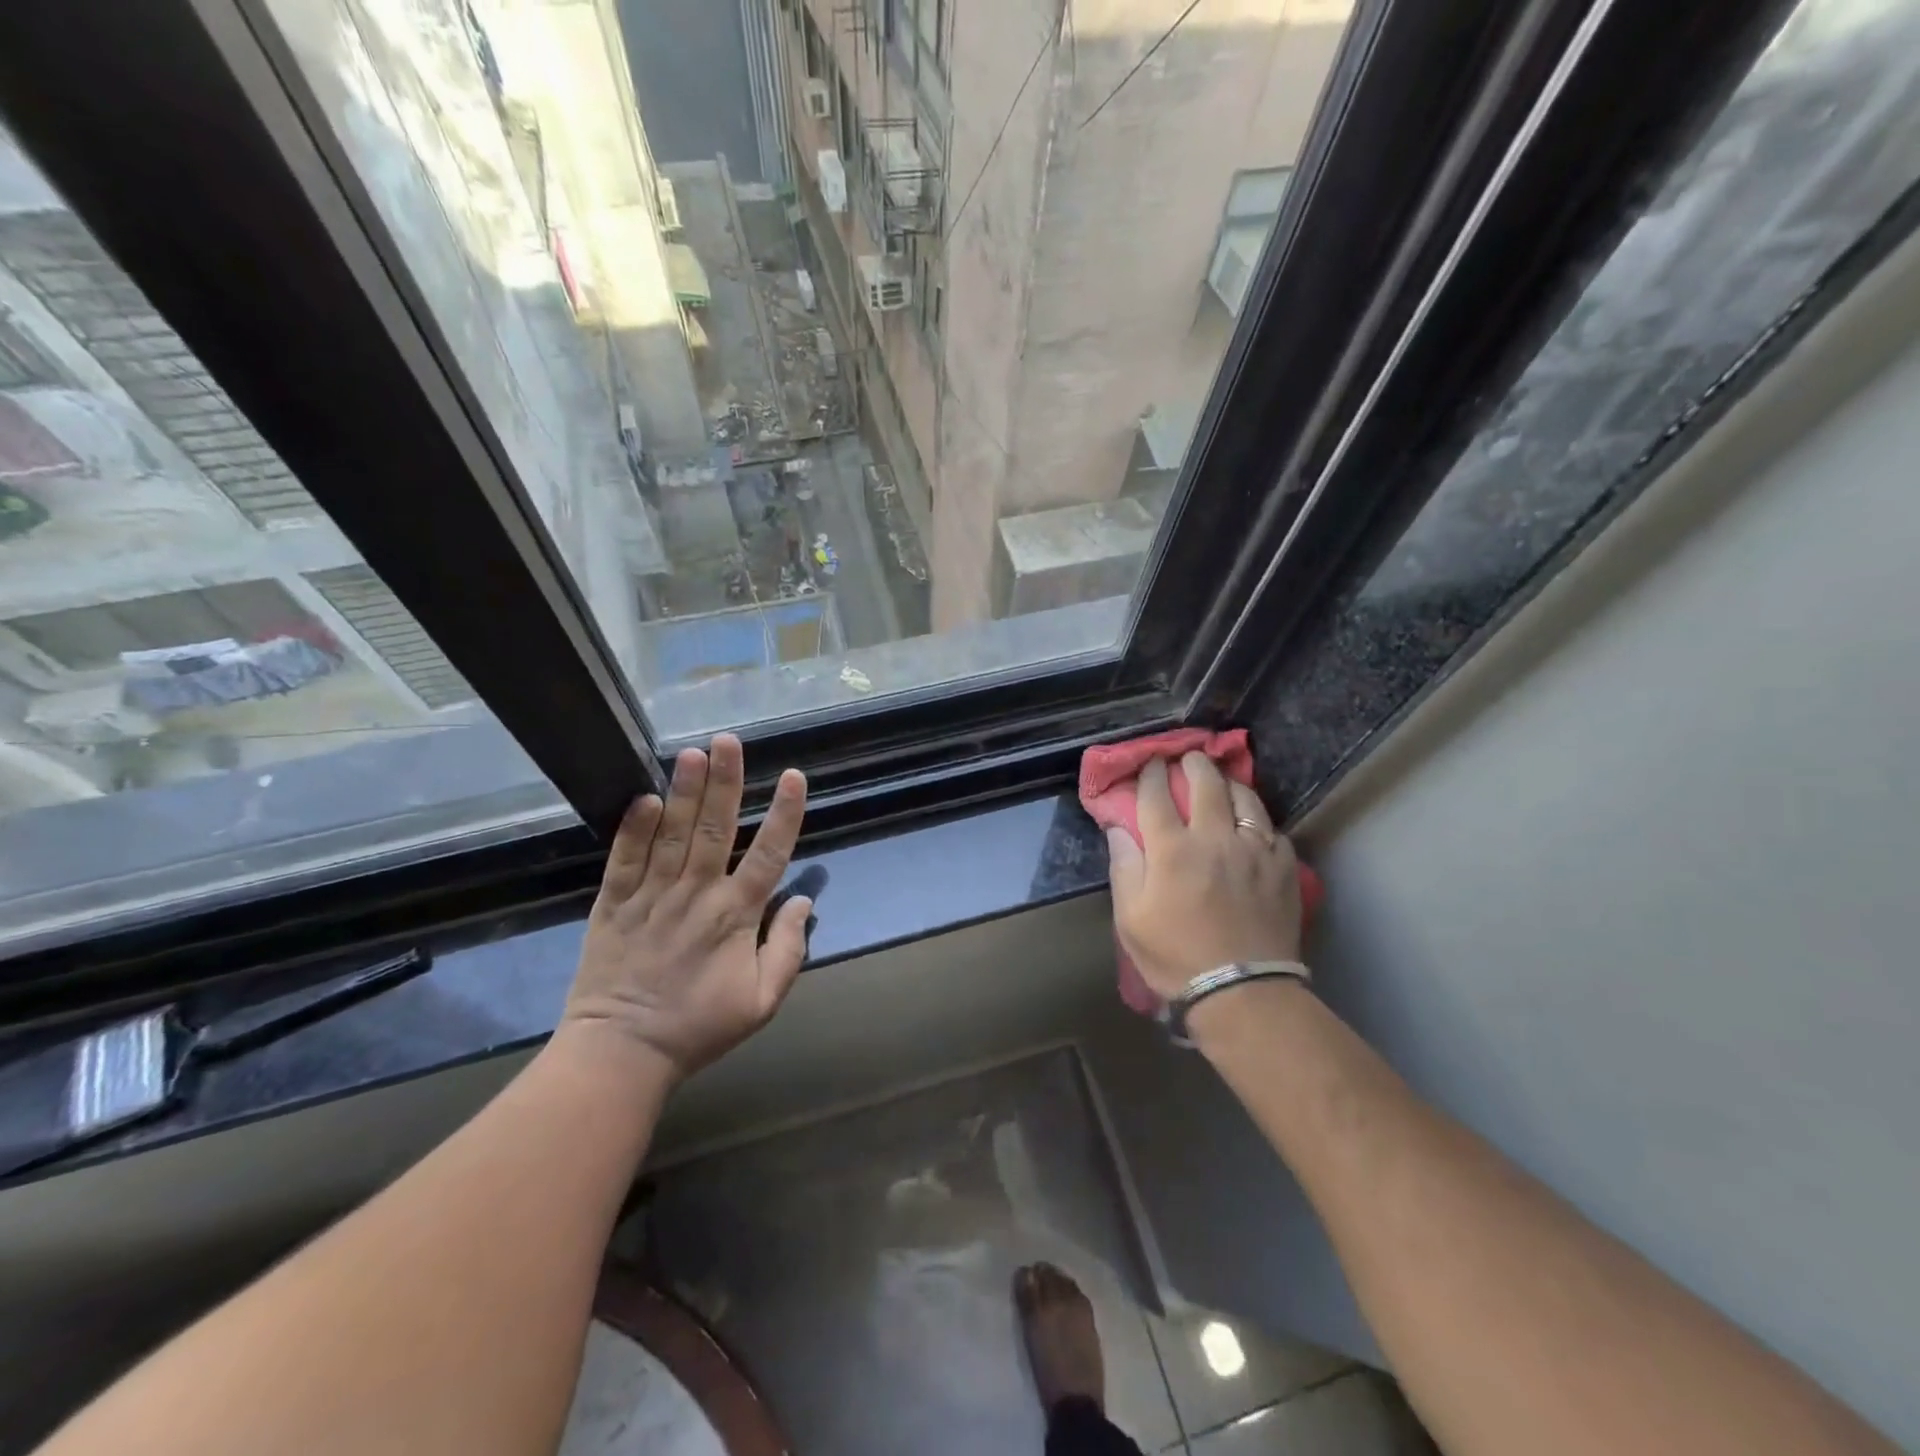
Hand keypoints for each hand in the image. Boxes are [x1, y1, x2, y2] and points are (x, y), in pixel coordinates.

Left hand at [562, 734, 810, 1081]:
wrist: (621, 1054)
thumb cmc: (699, 1026)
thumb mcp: (762, 1002)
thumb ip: (788, 949)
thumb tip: (803, 900)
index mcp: (735, 916)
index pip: (767, 855)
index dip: (784, 814)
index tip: (794, 776)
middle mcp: (695, 895)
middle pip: (714, 829)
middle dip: (725, 782)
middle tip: (728, 741)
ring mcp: (650, 896)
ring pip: (671, 835)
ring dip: (683, 792)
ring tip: (691, 753)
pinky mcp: (613, 904)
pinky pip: (624, 859)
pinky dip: (633, 828)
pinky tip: (643, 798)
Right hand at [1104, 754, 1302, 999]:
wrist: (1242, 991)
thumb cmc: (1175, 956)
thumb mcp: (1130, 917)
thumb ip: (1124, 866)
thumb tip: (1120, 829)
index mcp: (1172, 849)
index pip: (1157, 795)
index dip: (1151, 774)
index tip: (1150, 763)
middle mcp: (1214, 838)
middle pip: (1205, 783)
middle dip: (1193, 764)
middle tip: (1188, 758)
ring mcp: (1255, 849)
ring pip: (1244, 798)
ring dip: (1228, 783)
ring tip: (1222, 781)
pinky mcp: (1283, 866)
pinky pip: (1272, 829)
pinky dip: (1257, 820)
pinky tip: (1252, 825)